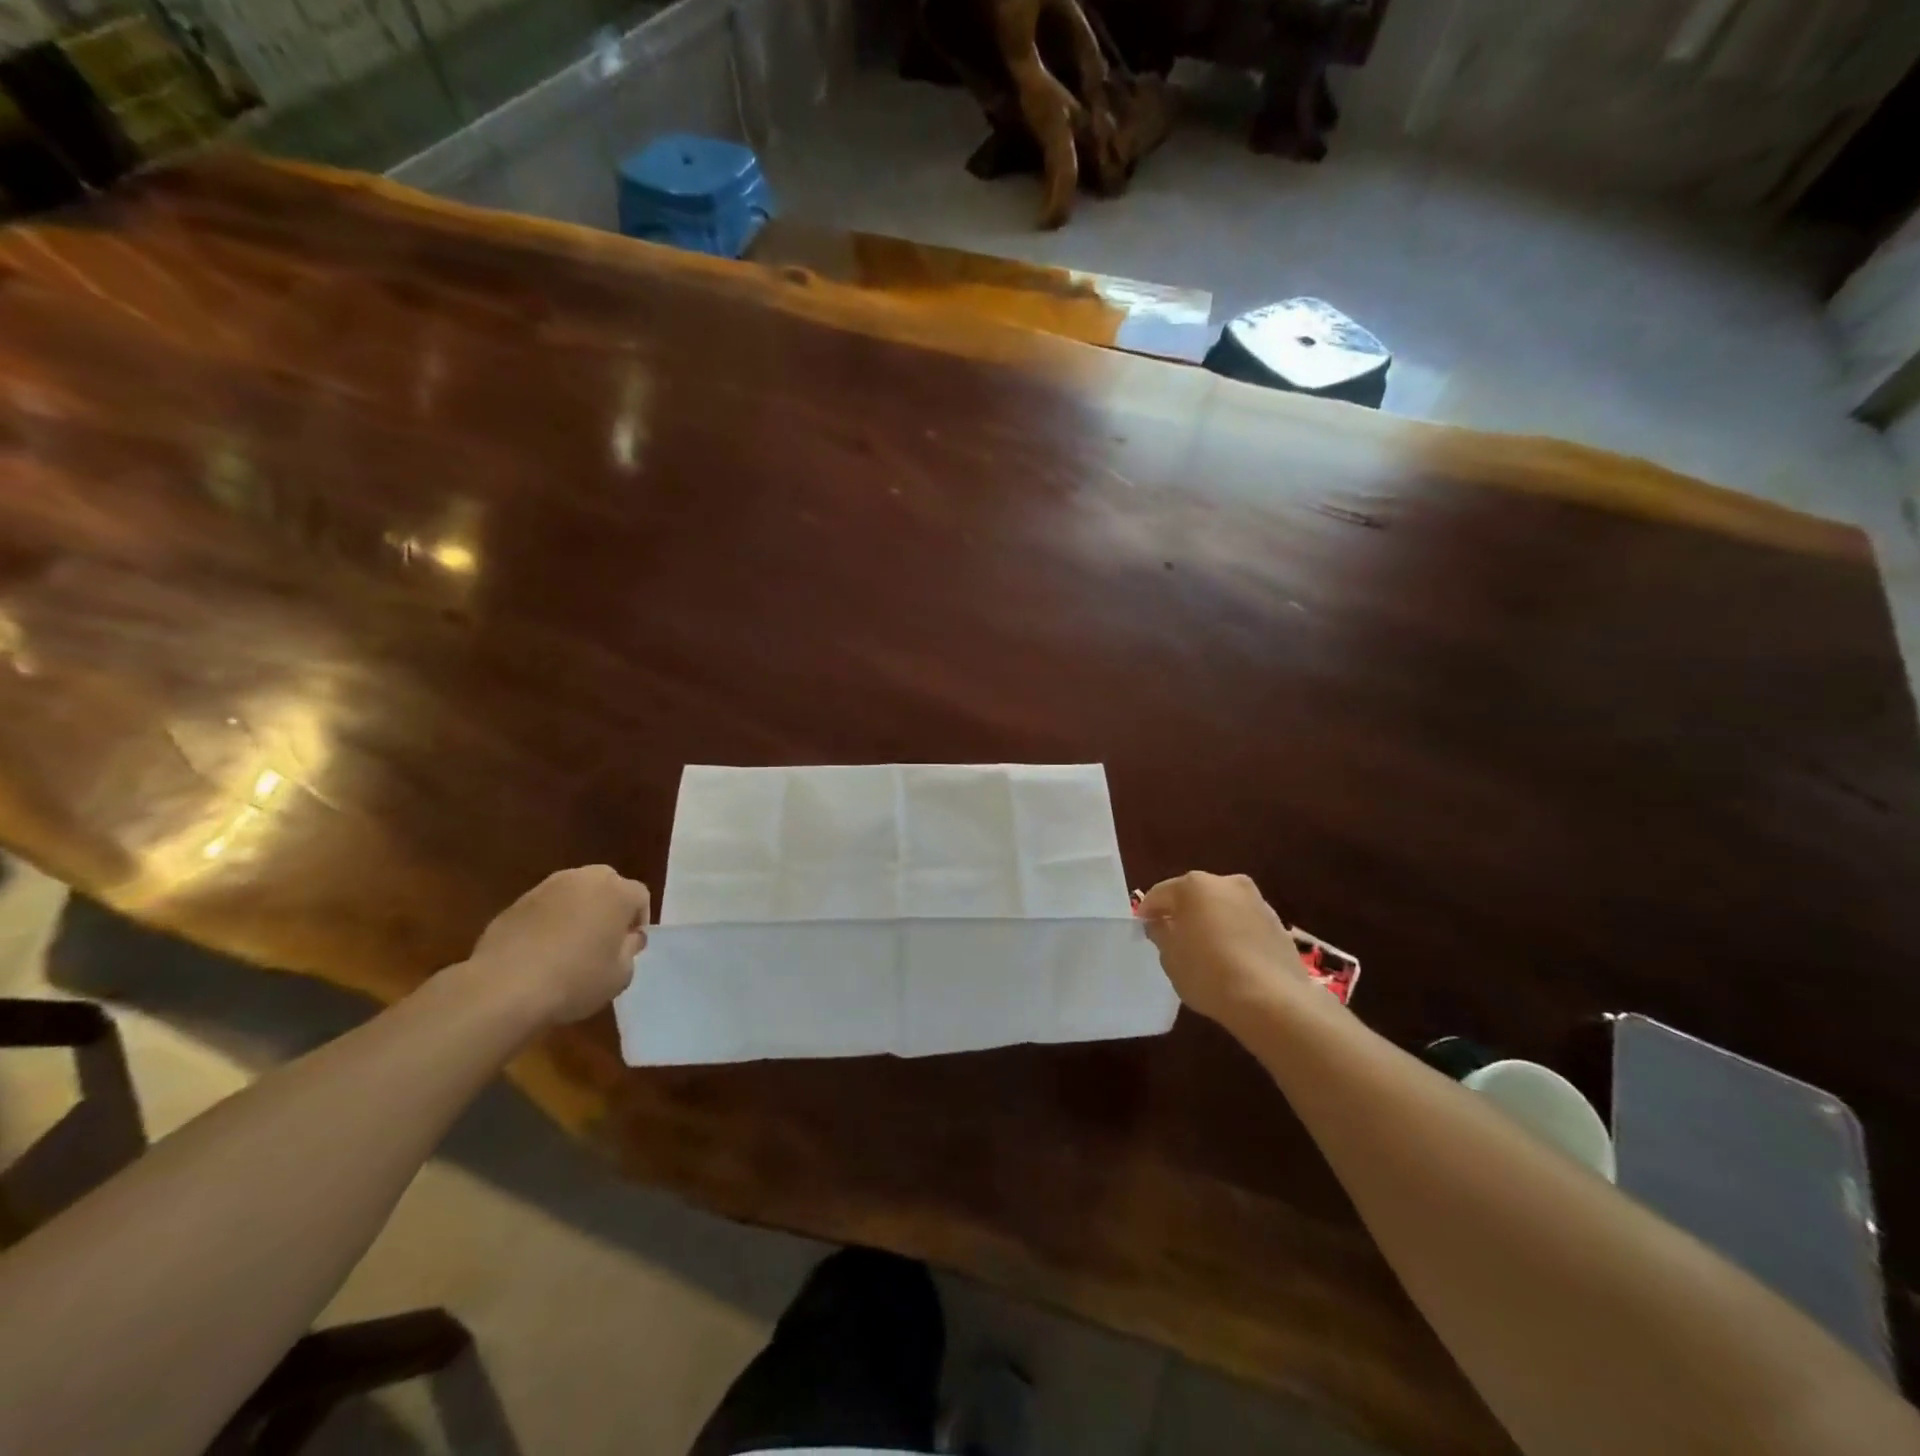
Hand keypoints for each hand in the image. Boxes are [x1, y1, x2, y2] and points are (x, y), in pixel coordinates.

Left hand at [468, 866, 650, 1024]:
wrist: (505, 987)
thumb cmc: (575, 979)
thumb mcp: (620, 975)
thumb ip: (630, 950)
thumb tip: (628, 938)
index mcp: (618, 892)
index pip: (640, 897)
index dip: (638, 921)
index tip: (629, 946)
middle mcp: (585, 879)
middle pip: (608, 884)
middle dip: (609, 906)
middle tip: (603, 938)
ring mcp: (547, 887)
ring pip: (574, 892)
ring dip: (578, 910)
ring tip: (570, 944)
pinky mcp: (516, 902)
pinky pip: (545, 907)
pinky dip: (548, 921)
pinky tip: (540, 951)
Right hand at [1138, 872, 1314, 1032]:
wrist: (1272, 1000)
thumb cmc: (1208, 973)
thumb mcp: (1170, 957)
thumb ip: (1160, 933)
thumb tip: (1159, 923)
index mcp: (1194, 885)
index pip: (1159, 894)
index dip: (1148, 912)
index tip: (1143, 930)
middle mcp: (1227, 883)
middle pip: (1194, 895)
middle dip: (1182, 913)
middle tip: (1173, 939)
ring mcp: (1256, 901)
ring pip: (1222, 907)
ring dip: (1211, 922)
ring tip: (1205, 951)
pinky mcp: (1277, 923)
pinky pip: (1244, 923)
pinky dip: (1234, 934)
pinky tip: (1231, 959)